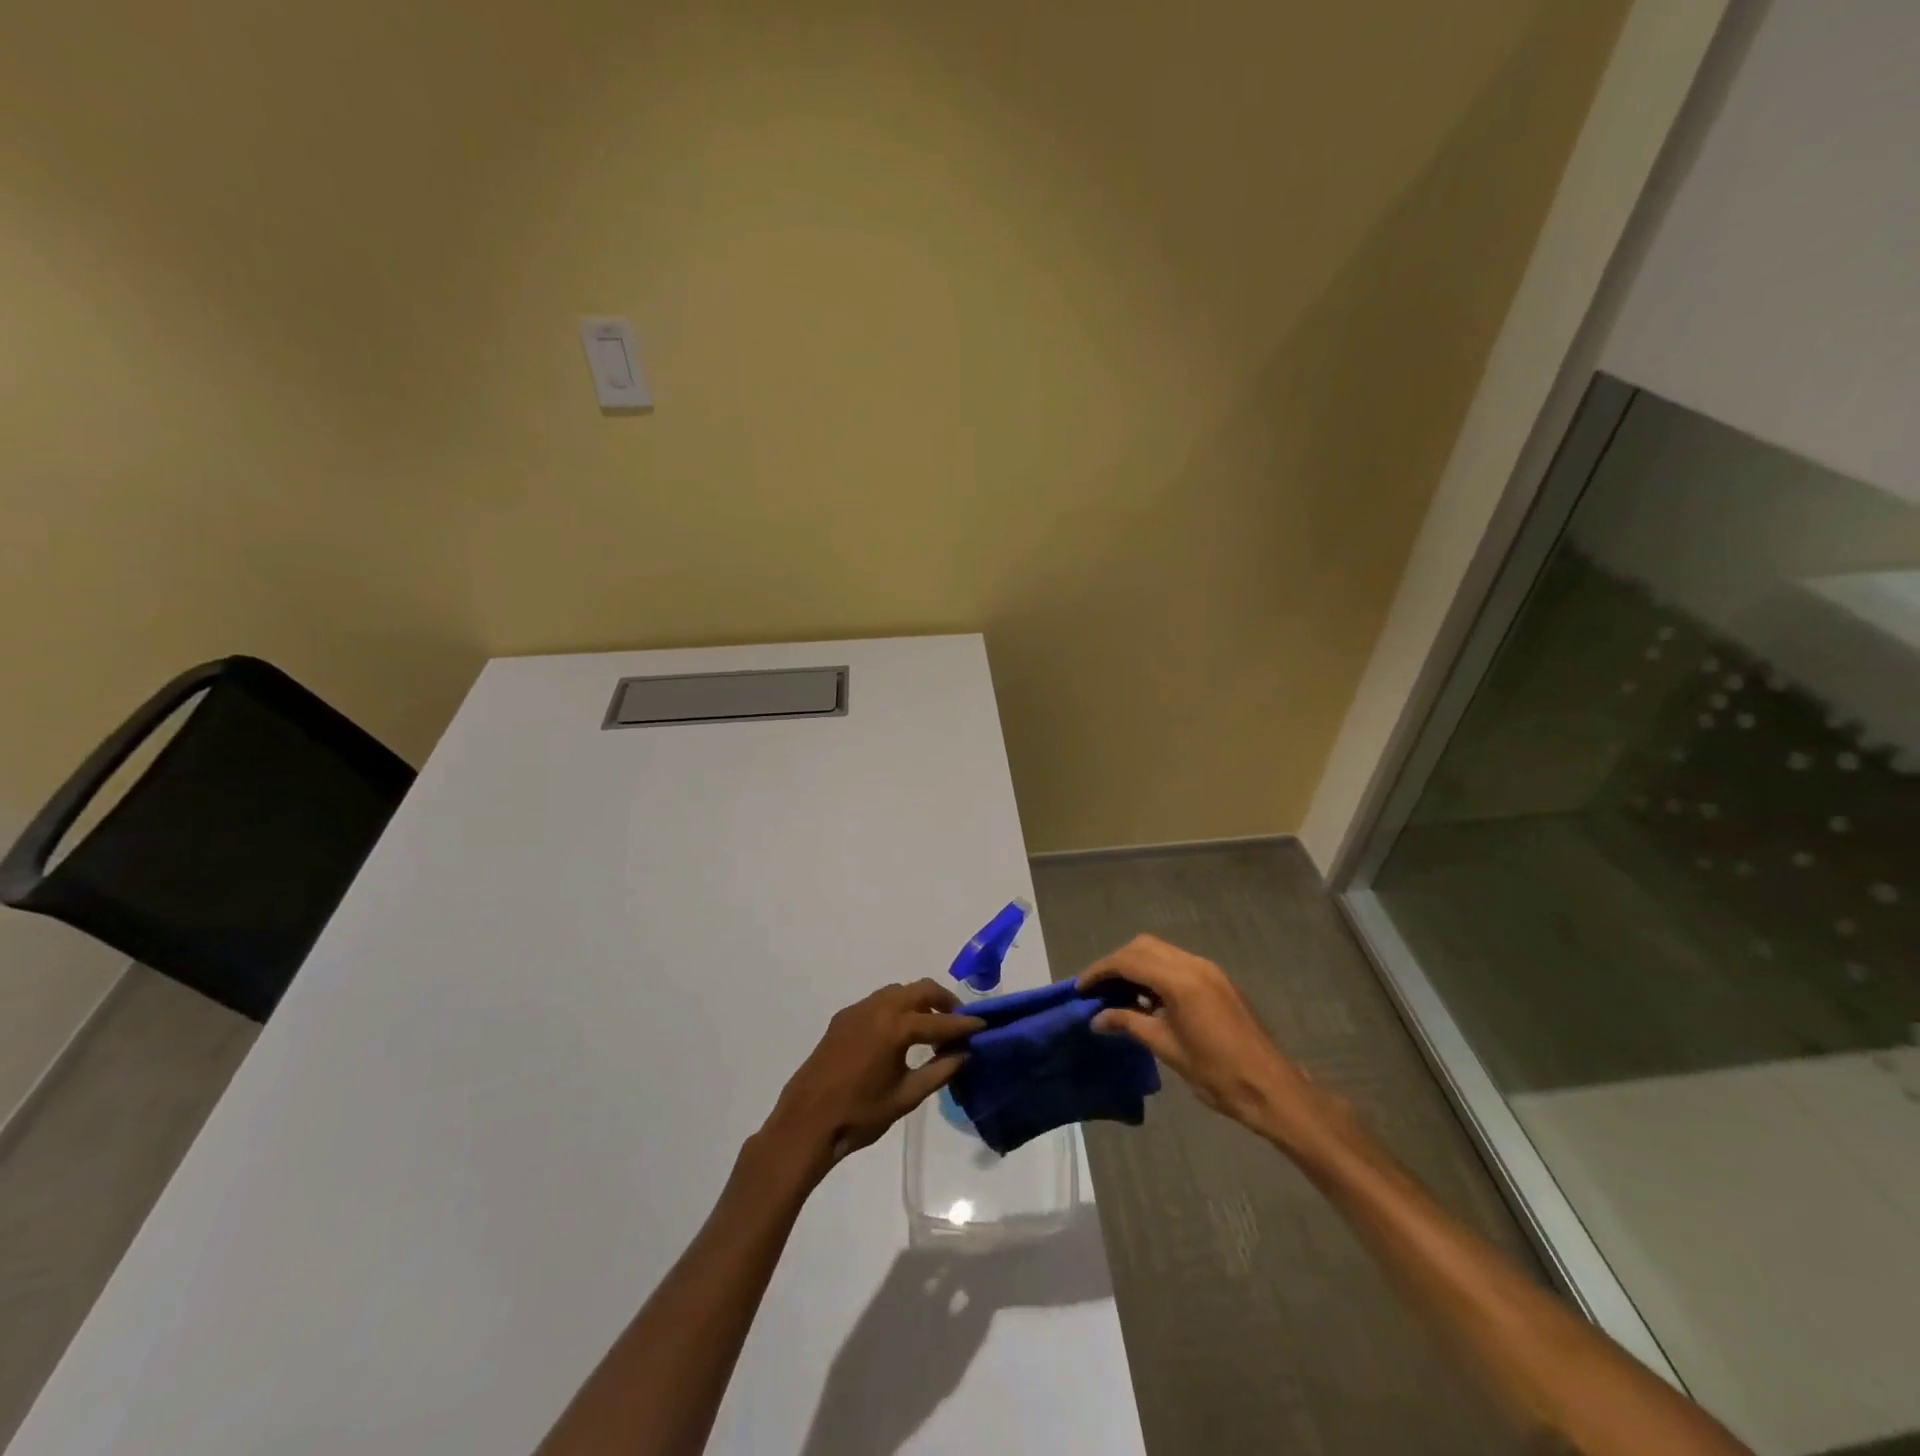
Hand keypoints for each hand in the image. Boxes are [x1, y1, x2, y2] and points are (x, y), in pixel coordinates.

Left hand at [763, 980, 983, 1176]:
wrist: (807, 1122)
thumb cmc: (860, 1115)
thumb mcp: (906, 1097)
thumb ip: (939, 1071)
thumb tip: (964, 1053)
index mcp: (895, 1027)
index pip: (940, 1020)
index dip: (964, 1024)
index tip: (983, 1025)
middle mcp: (878, 1008)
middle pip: (920, 989)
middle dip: (943, 1001)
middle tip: (958, 1021)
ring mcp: (857, 1010)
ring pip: (898, 991)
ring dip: (919, 1001)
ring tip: (931, 1026)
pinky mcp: (843, 1018)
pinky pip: (878, 1002)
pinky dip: (897, 1007)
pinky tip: (899, 1034)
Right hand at [1080, 935, 1345, 1151]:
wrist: (1270, 1088)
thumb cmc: (1216, 1073)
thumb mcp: (1166, 1048)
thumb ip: (1129, 1024)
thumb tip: (1097, 1019)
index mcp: (1180, 980)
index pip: (1129, 961)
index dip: (1100, 971)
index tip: (1081, 988)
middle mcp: (1194, 964)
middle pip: (1143, 946)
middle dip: (1117, 963)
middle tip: (1098, 989)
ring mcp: (1208, 970)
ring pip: (1161, 951)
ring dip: (1137, 966)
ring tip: (1119, 995)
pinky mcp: (1217, 980)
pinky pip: (1177, 963)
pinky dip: (1156, 973)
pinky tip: (1148, 1000)